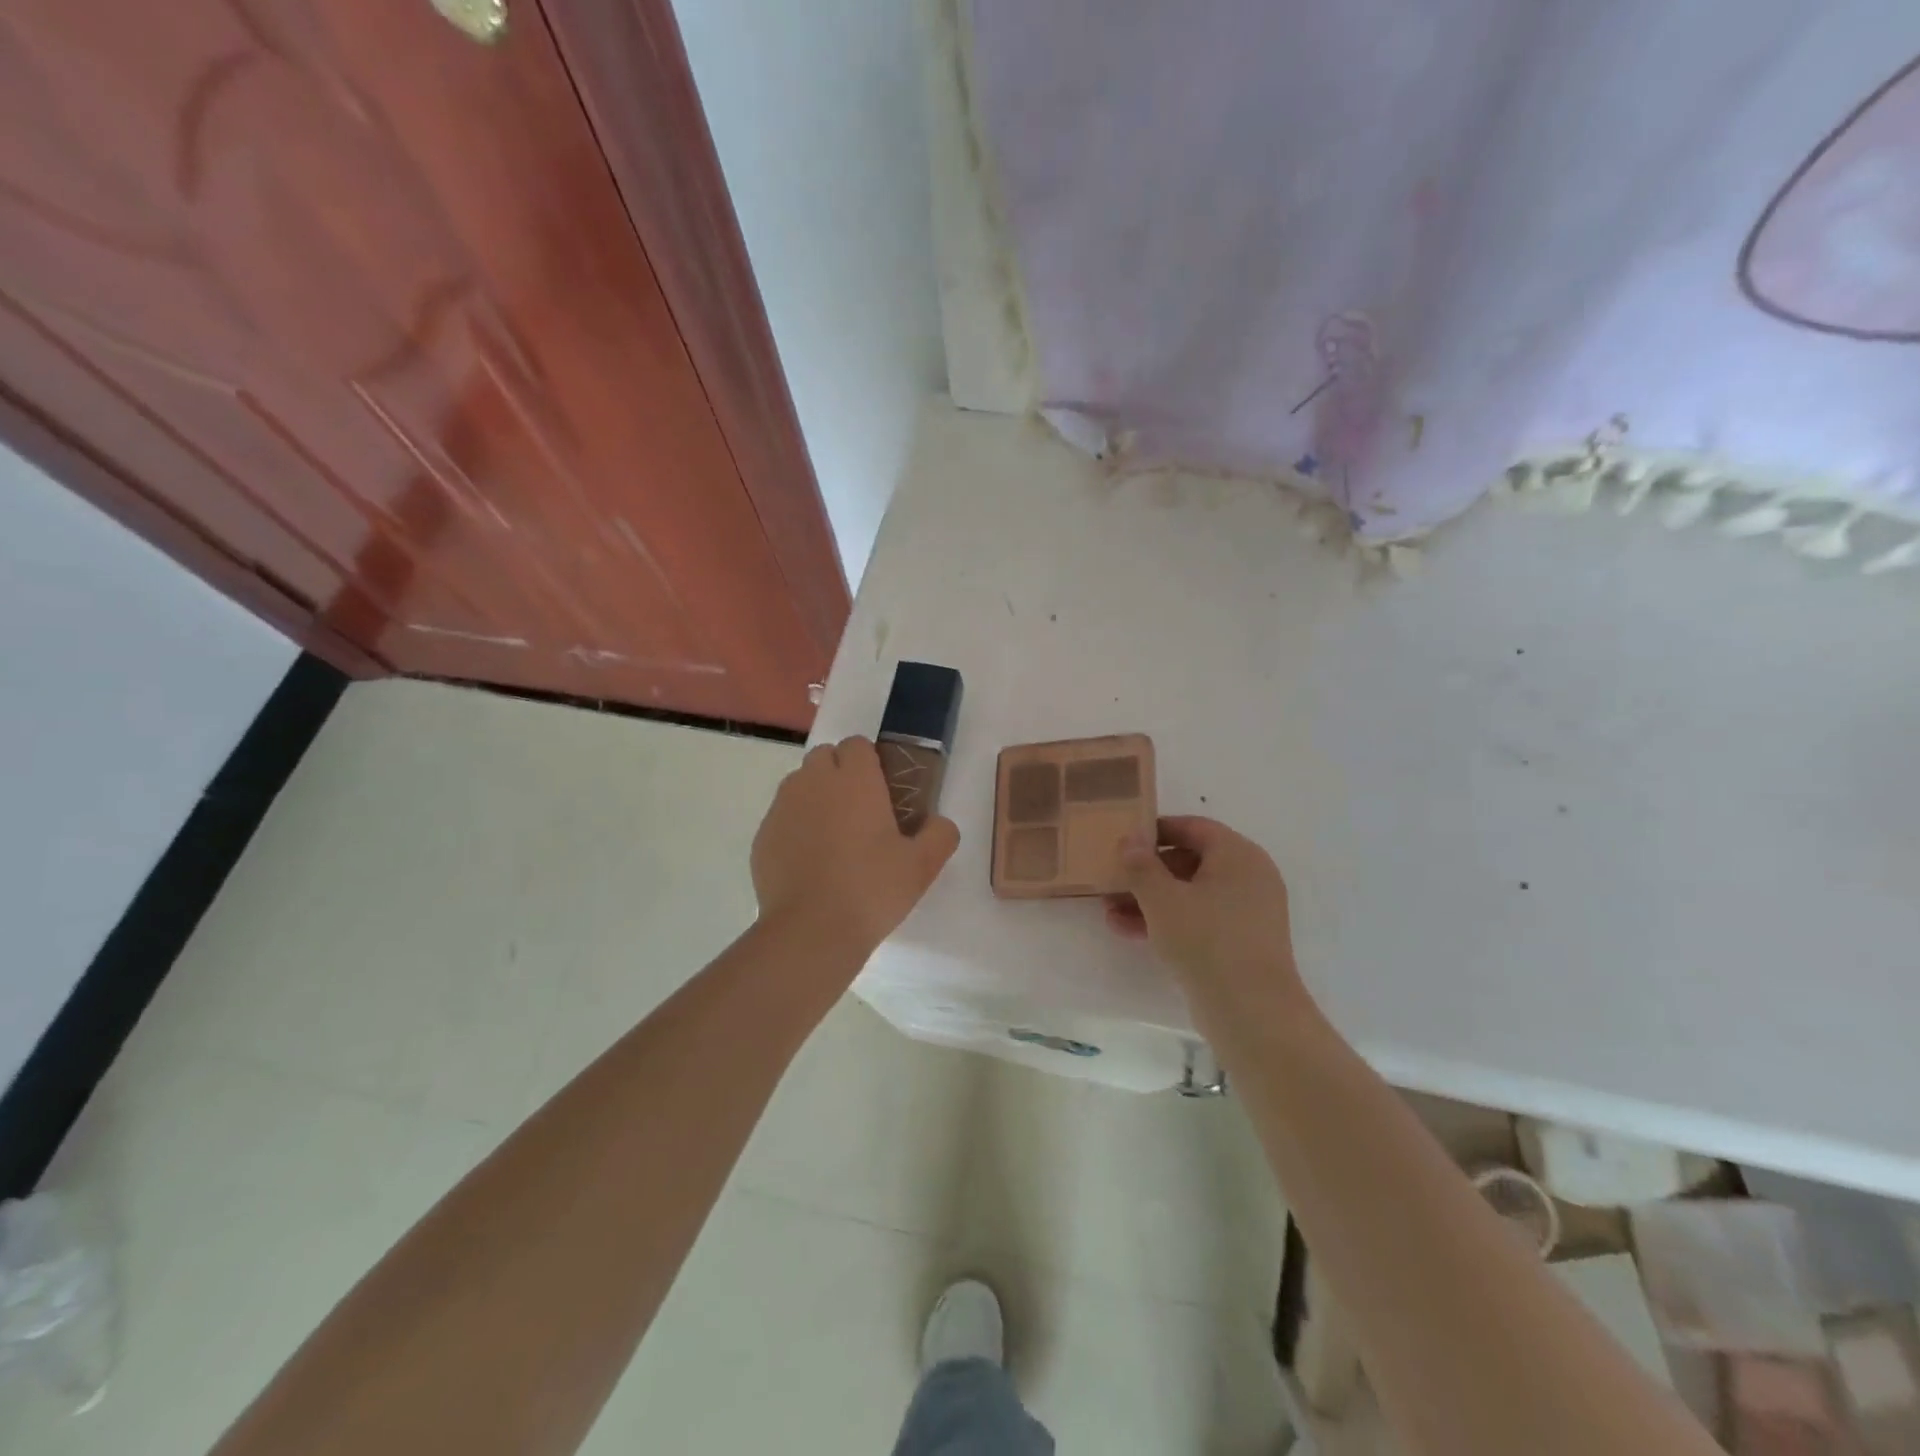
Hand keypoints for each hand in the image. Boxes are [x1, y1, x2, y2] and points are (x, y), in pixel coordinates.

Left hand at [751, 736, 960, 962]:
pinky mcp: (762, 835)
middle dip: (840, 774)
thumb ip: (940, 834)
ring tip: (834, 837)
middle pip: (824, 757)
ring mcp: (782, 807)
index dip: (870, 763)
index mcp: (854, 779)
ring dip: (816, 797)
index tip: (882, 792)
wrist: (811, 931)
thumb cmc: (872, 889)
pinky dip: (795, 827)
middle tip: (860, 813)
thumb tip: (938, 823)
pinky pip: (782, 817)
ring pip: (799, 784)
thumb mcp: (923, 865)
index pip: (857, 744)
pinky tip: (810, 863)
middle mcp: (813, 782)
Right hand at [1105, 816, 1308, 1017]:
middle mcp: (1249, 876)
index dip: (1156, 831)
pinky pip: (1200, 919)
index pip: (1193, 828)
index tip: (1124, 840)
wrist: (1252, 1012)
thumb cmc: (1206, 940)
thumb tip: (1129, 838)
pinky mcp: (1242, 942)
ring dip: (1151, 899)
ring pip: (1191, 893)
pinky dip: (1169, 920)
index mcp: (1238, 854)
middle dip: (1147, 872)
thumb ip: (1140, 865)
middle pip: (1190, 861)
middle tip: (1112, 879)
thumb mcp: (1162, 898)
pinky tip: (1129, 931)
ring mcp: (1248, 911)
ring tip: (1110, 911)